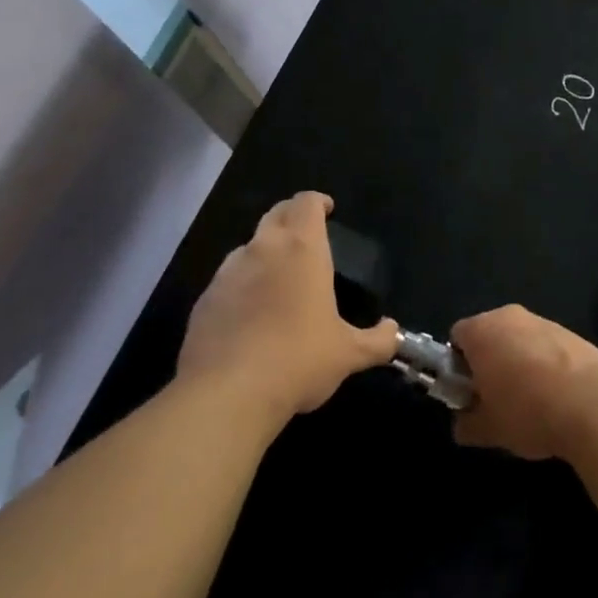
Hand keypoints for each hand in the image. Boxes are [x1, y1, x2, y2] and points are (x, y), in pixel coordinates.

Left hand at [177, 192, 398, 419]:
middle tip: (306, 237)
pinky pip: (227, 281)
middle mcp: (262, 249)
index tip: (328, 210)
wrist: (227, 395)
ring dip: (264, 252)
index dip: (317, 202)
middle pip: (276, 215)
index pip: (306, 203)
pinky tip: (250, 316)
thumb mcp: (348, 354)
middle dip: (291, 217)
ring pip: (248, 248)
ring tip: (278, 279)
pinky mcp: (203, 301)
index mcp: (301, 249)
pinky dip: (241, 286)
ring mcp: (227, 274)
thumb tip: (393, 333)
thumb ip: (377, 340)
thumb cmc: (298, 360)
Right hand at [449, 305, 597, 459]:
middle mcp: (510, 316)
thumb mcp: (488, 429)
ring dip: (518, 363)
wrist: (591, 402)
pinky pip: (546, 346)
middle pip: (489, 334)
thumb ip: (467, 424)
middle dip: (489, 362)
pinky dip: (545, 364)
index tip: (468, 393)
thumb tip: (463, 423)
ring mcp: (543, 321)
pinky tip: (556, 396)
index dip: (458, 365)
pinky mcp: (571, 332)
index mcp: (482, 330)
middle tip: (494, 400)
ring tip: (530, 402)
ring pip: (519, 340)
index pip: (457, 336)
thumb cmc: (527, 411)